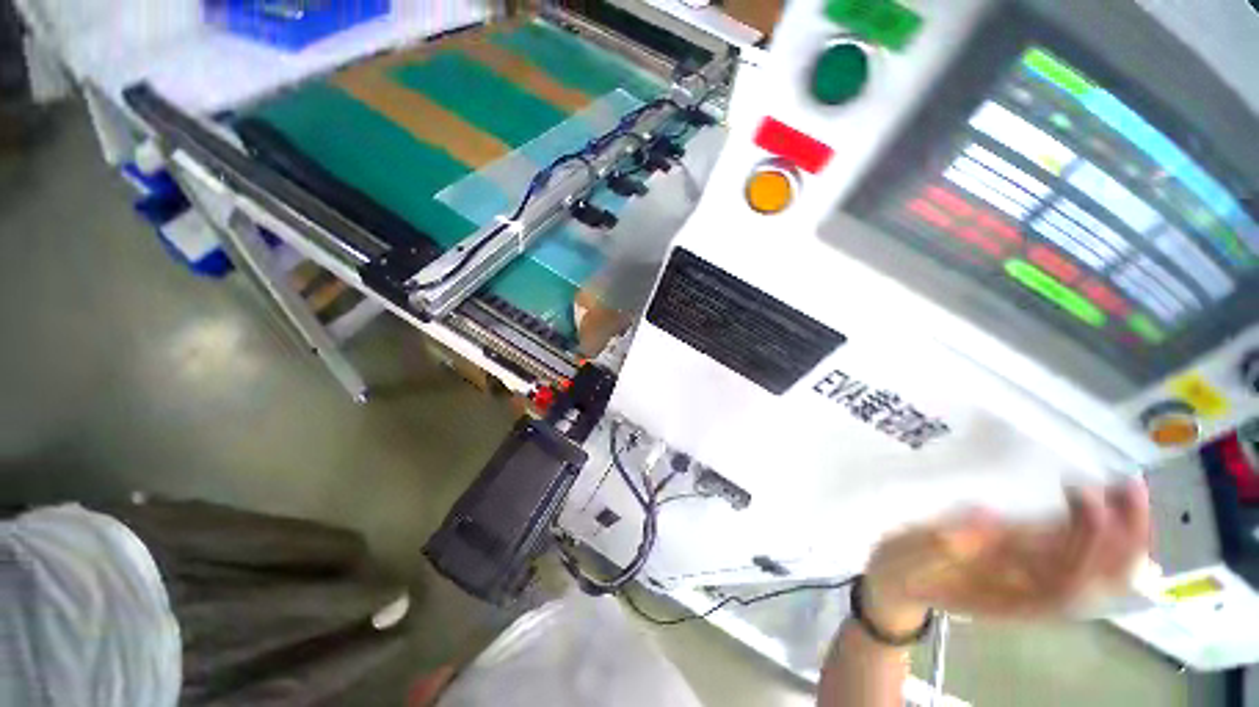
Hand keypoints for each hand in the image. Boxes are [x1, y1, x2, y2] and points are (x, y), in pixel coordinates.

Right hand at [862, 480, 1149, 628]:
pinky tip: (1102, 507)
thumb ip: (944, 543)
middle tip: (1130, 485)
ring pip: (1098, 567)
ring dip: (1122, 532)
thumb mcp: (913, 558)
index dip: (1087, 540)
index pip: (1067, 576)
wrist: (902, 585)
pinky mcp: (1031, 564)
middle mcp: (1036, 593)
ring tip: (1128, 489)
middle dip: (1124, 535)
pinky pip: (1080, 555)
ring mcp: (1039, 581)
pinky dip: (1101, 533)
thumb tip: (987, 514)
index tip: (1085, 494)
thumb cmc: (906, 570)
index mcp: (1010, 596)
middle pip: (1097, 576)